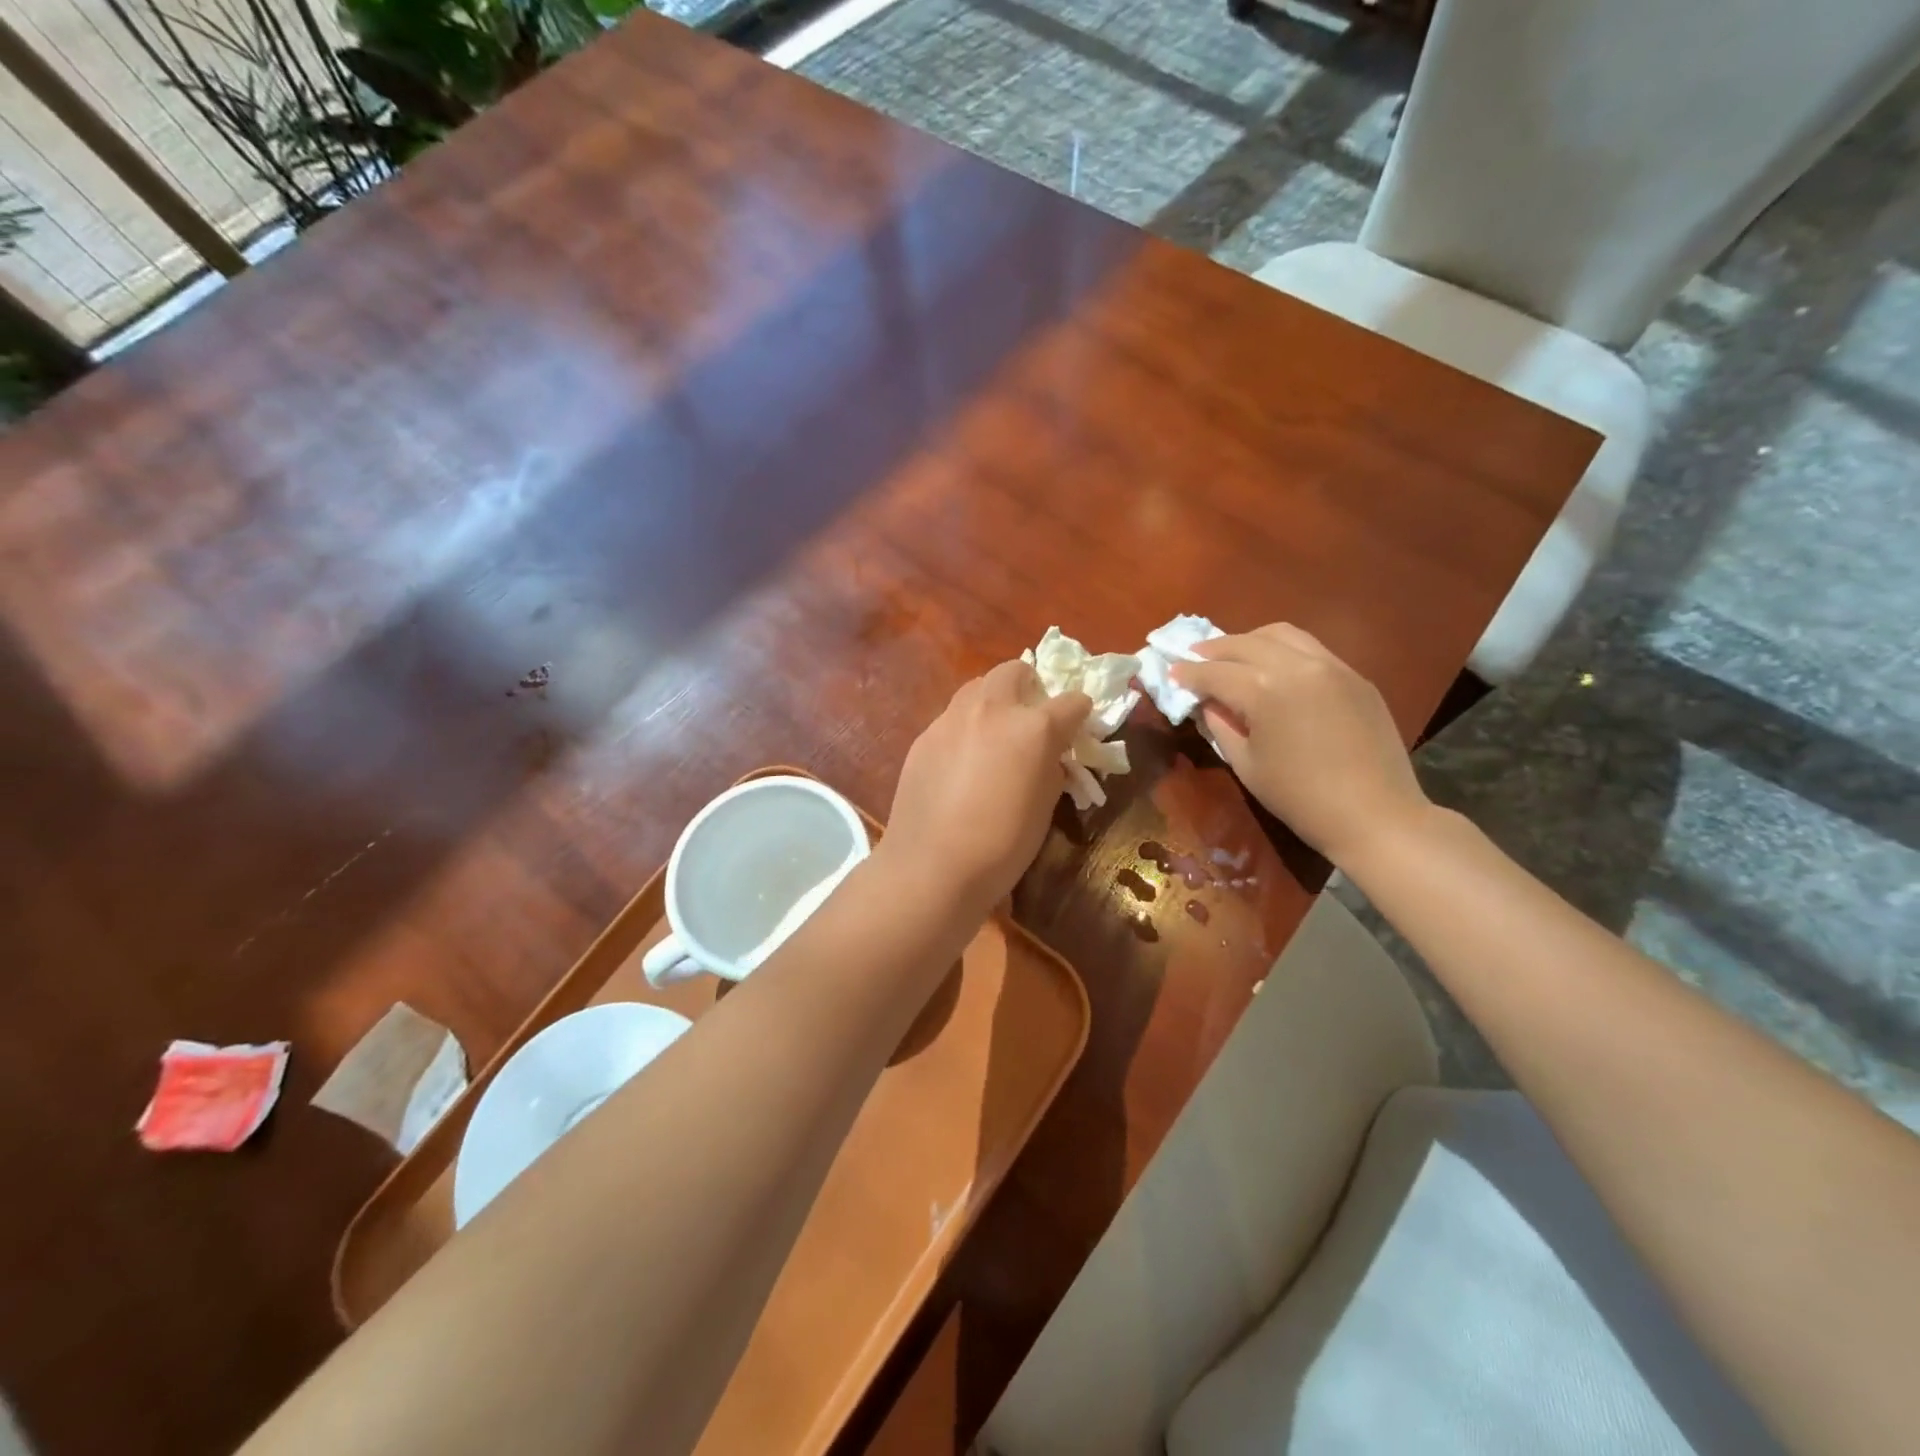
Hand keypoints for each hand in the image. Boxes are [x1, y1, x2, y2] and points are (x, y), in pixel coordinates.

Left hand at [885, 661, 1089, 908]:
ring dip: (994, 700)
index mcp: (1033, 727)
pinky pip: (952, 717)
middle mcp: (992, 710)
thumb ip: (1051, 766)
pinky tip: (962, 762)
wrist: (932, 865)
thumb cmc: (1002, 844)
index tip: (1079, 724)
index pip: (1071, 701)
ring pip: (978, 687)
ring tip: (995, 734)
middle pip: (1015, 670)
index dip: (1080, 712)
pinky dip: (966, 727)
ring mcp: (952, 719)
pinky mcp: (924, 736)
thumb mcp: (1045, 806)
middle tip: (1032, 716)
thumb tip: (1049, 754)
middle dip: (1030, 686)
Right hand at [1172, 624, 1428, 866]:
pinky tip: (1274, 668)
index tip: (1171, 672)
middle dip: (1215, 649)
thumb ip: (1221, 726)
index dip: (1189, 673)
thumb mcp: (1246, 764)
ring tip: (1233, 655)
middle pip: (1245, 643)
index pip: (1215, 672)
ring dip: (1250, 641)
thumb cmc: (1300, 798)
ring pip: (1282, 634)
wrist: (1375, 815)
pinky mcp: (1355, 676)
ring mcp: (1332, 667)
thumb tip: (1207, 703)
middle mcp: (1297, 666)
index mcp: (1265, 691)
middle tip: (1194, 657)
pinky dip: (1283, 650)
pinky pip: (1311, 649)